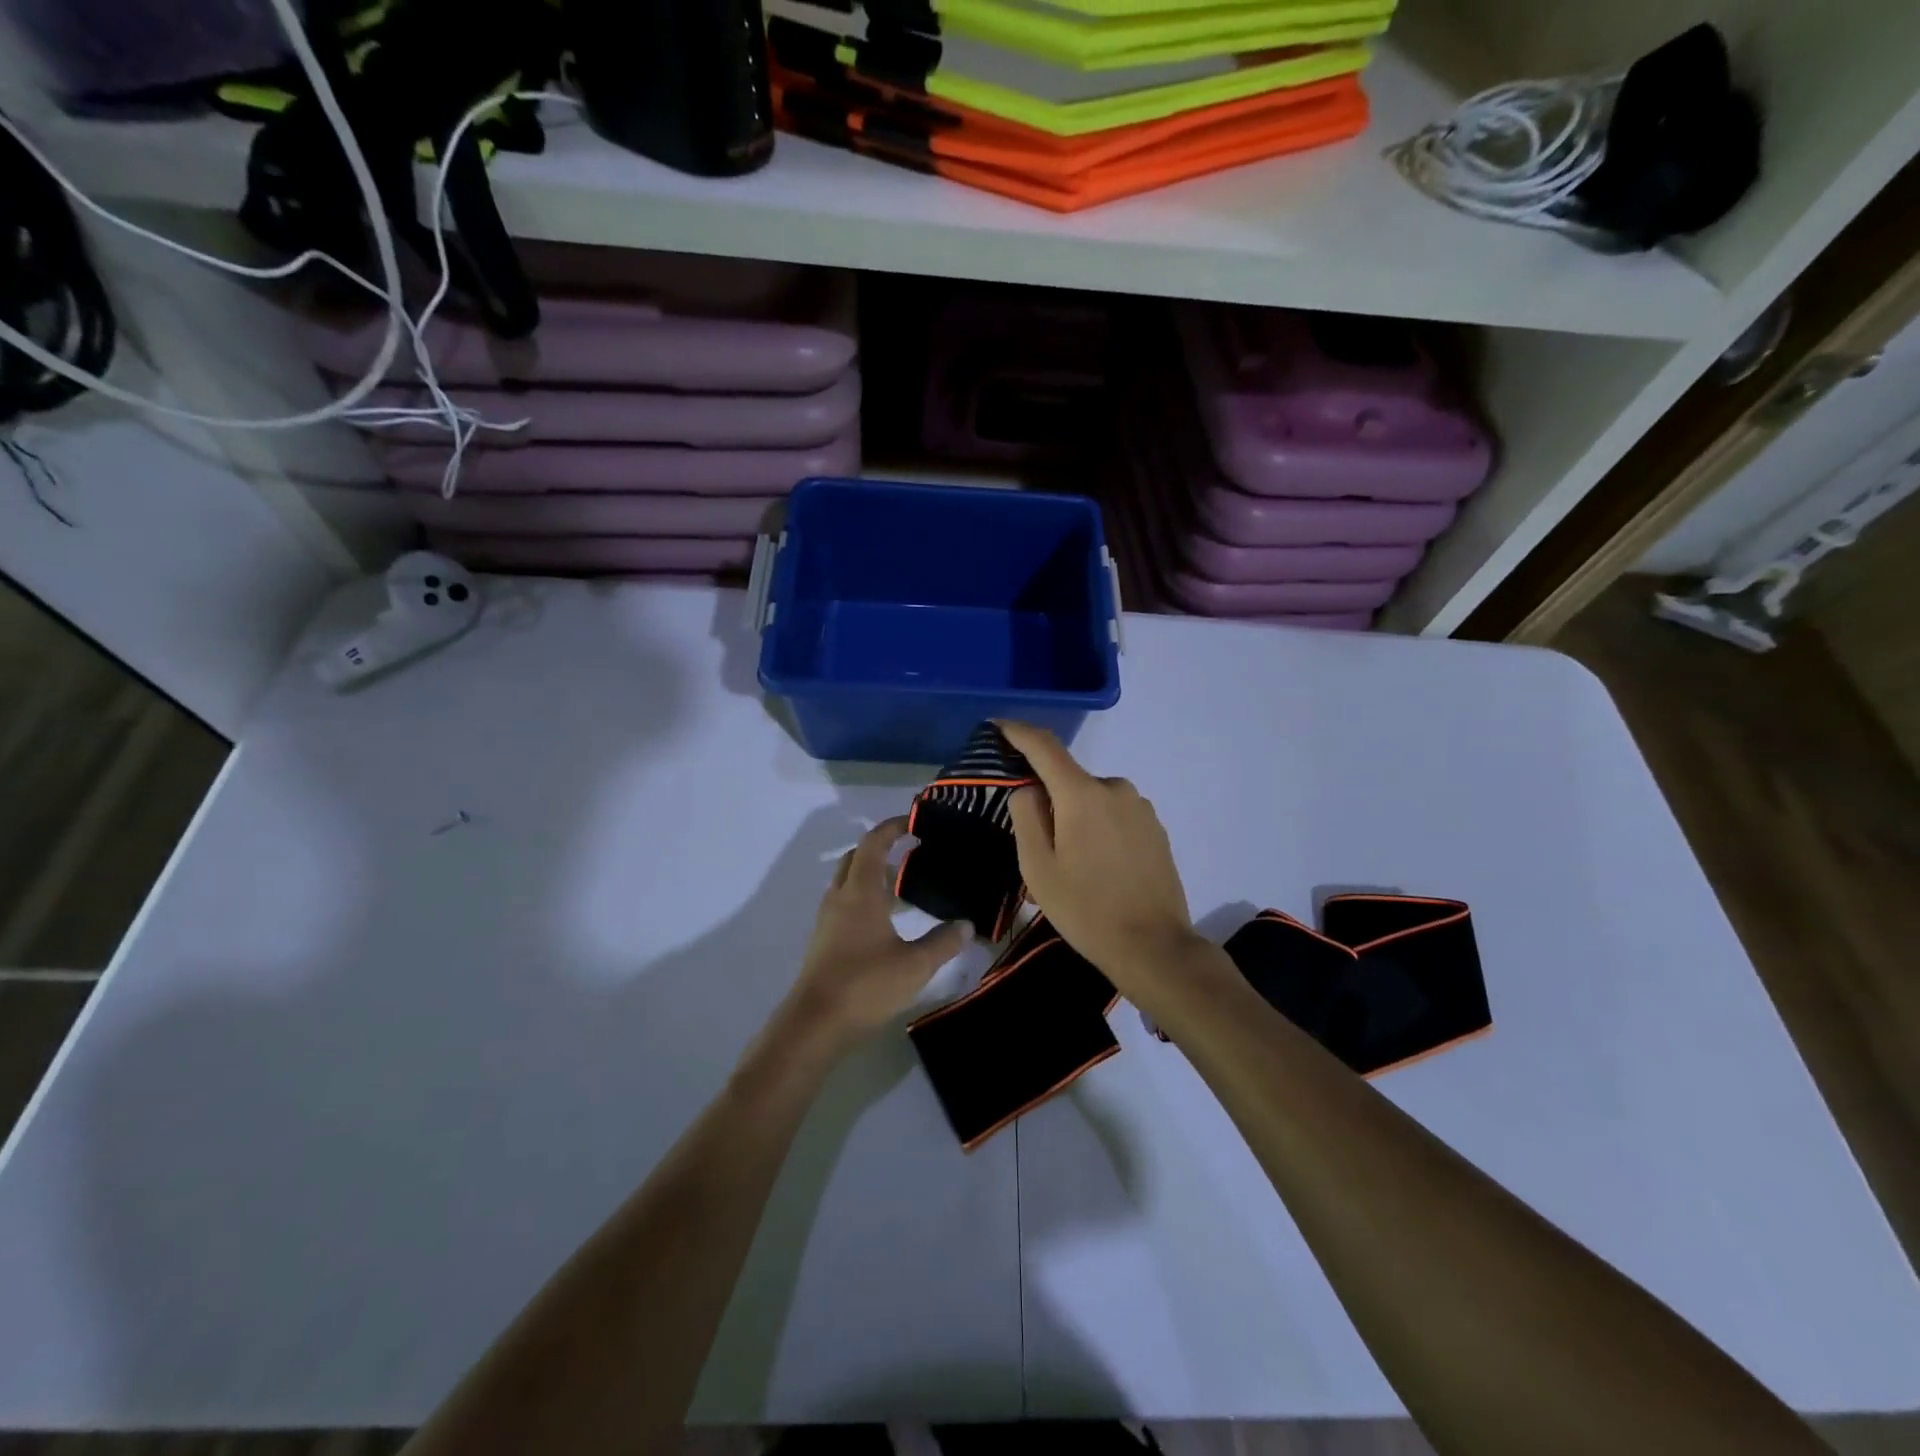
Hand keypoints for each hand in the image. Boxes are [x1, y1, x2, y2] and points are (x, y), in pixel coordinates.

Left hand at [788, 817, 972, 1047]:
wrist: (814, 1024)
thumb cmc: (866, 985)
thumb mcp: (915, 965)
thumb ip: (943, 942)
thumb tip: (967, 925)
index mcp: (860, 892)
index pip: (874, 844)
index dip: (892, 828)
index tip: (914, 822)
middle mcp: (840, 897)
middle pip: (855, 858)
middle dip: (881, 849)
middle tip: (911, 853)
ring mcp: (828, 920)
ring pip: (848, 882)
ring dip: (872, 875)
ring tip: (904, 887)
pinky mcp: (824, 941)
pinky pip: (845, 904)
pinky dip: (864, 899)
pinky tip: (885, 922)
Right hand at [997, 721, 1208, 998]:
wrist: (1154, 946)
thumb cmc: (1086, 909)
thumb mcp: (1038, 867)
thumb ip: (1026, 816)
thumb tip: (1028, 788)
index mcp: (1083, 794)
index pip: (1044, 747)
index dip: (1018, 732)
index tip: (997, 726)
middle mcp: (1115, 788)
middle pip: (1068, 780)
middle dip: (1048, 801)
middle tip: (1036, 846)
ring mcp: (1141, 807)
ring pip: (1092, 800)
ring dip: (1074, 819)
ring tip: (1069, 867)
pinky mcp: (1156, 828)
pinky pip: (1114, 816)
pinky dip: (1098, 830)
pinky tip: (1098, 869)